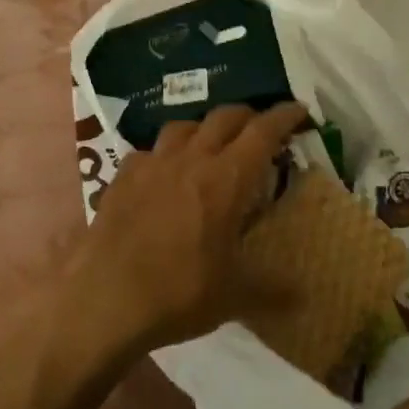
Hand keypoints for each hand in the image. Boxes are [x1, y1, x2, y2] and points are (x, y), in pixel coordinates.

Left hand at [64, 103, 310, 354]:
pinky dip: (165, 155)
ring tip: (211, 144)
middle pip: (224, 117)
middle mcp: (191, 158)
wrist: (105, 298)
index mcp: (226, 178)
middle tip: (260, 128)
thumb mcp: (234, 295)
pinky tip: (163, 173)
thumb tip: (303, 295)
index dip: (284, 116)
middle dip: (247, 116)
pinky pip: (149, 151)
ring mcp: (152, 163)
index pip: (262, 131)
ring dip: (204, 128)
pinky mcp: (123, 176)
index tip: (299, 110)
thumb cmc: (179, 291)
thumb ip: (271, 288)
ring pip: (184, 126)